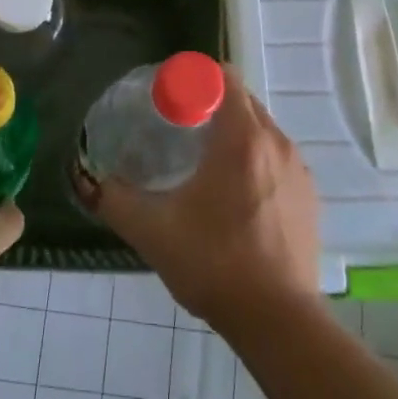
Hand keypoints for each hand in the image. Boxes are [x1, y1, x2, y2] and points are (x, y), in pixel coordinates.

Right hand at [79, 74, 321, 334]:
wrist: (279, 322)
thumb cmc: (215, 263)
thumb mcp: (153, 231)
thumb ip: (114, 200)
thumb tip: (87, 180)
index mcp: (242, 137)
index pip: (224, 76)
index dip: (194, 80)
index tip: (170, 102)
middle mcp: (277, 142)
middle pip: (243, 101)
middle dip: (211, 106)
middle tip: (178, 131)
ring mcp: (298, 170)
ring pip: (262, 131)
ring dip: (234, 135)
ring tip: (204, 167)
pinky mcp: (310, 198)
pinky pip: (277, 160)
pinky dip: (255, 163)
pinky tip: (234, 200)